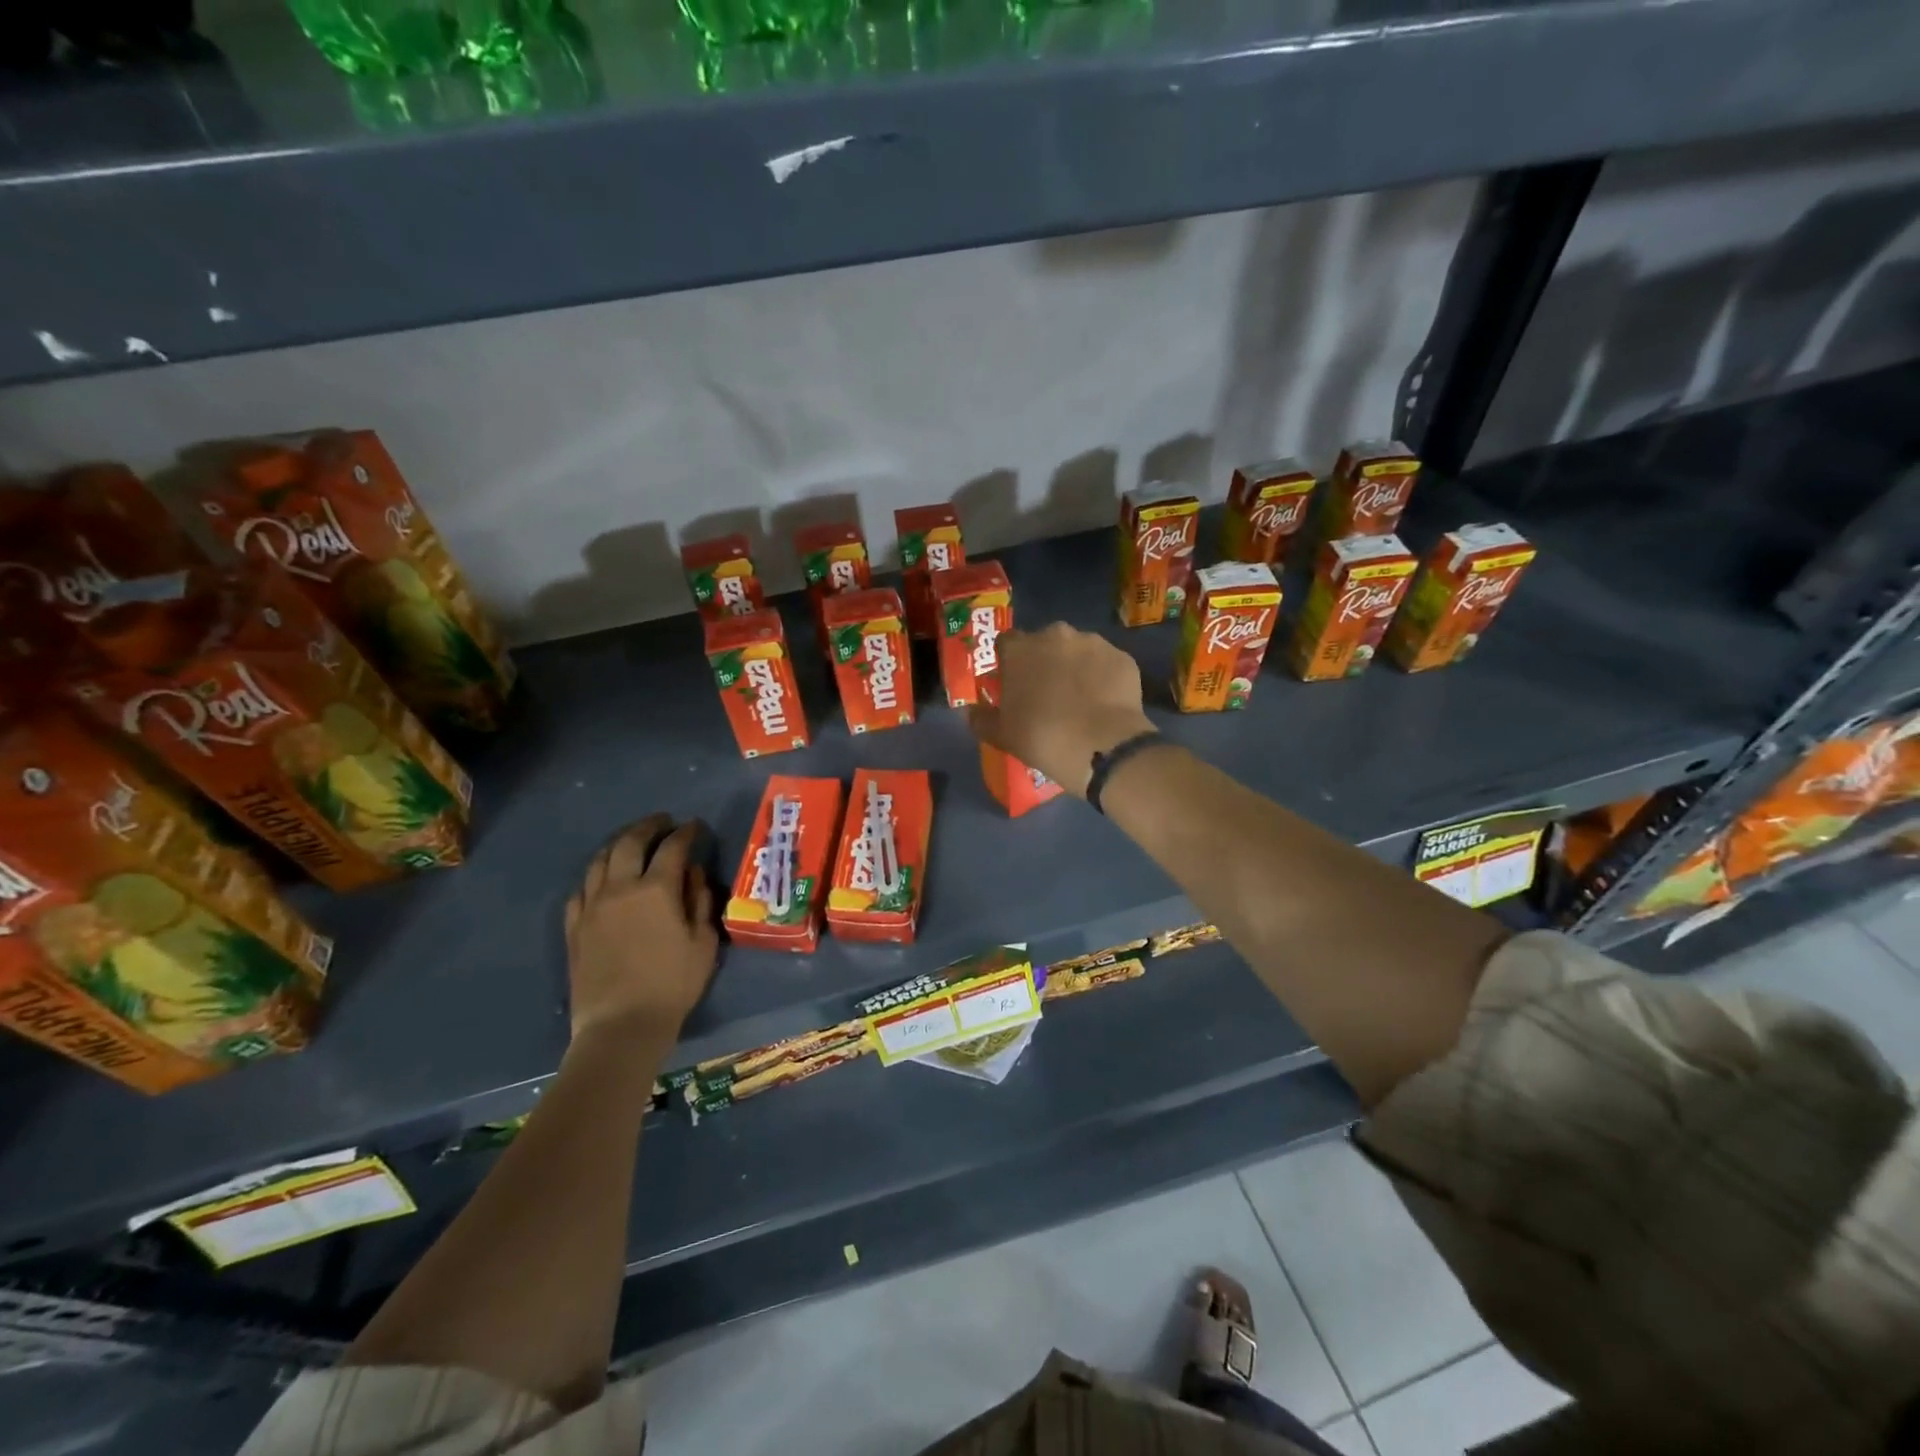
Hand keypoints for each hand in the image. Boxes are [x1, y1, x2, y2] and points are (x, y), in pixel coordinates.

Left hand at [564, 815, 717, 1048]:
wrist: (620, 1026)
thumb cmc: (672, 984)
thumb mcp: (703, 943)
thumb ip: (700, 901)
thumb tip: (693, 874)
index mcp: (656, 889)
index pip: (673, 847)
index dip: (686, 832)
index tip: (695, 826)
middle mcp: (620, 888)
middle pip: (630, 843)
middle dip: (649, 827)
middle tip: (663, 822)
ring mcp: (592, 907)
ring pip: (600, 861)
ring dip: (619, 844)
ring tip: (632, 843)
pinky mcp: (574, 928)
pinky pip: (581, 890)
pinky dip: (596, 877)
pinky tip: (603, 881)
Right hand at [968, 623, 1155, 796]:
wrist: (1102, 747)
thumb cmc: (1042, 738)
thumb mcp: (1001, 735)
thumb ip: (981, 719)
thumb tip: (970, 712)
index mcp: (1021, 649)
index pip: (1006, 643)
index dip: (1009, 662)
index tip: (1014, 684)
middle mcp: (1056, 635)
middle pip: (1045, 643)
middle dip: (1044, 662)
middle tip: (1047, 693)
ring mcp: (1093, 642)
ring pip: (1078, 650)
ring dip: (1075, 667)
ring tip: (1080, 700)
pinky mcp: (1122, 657)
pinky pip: (1106, 664)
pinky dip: (1103, 677)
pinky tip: (1103, 703)